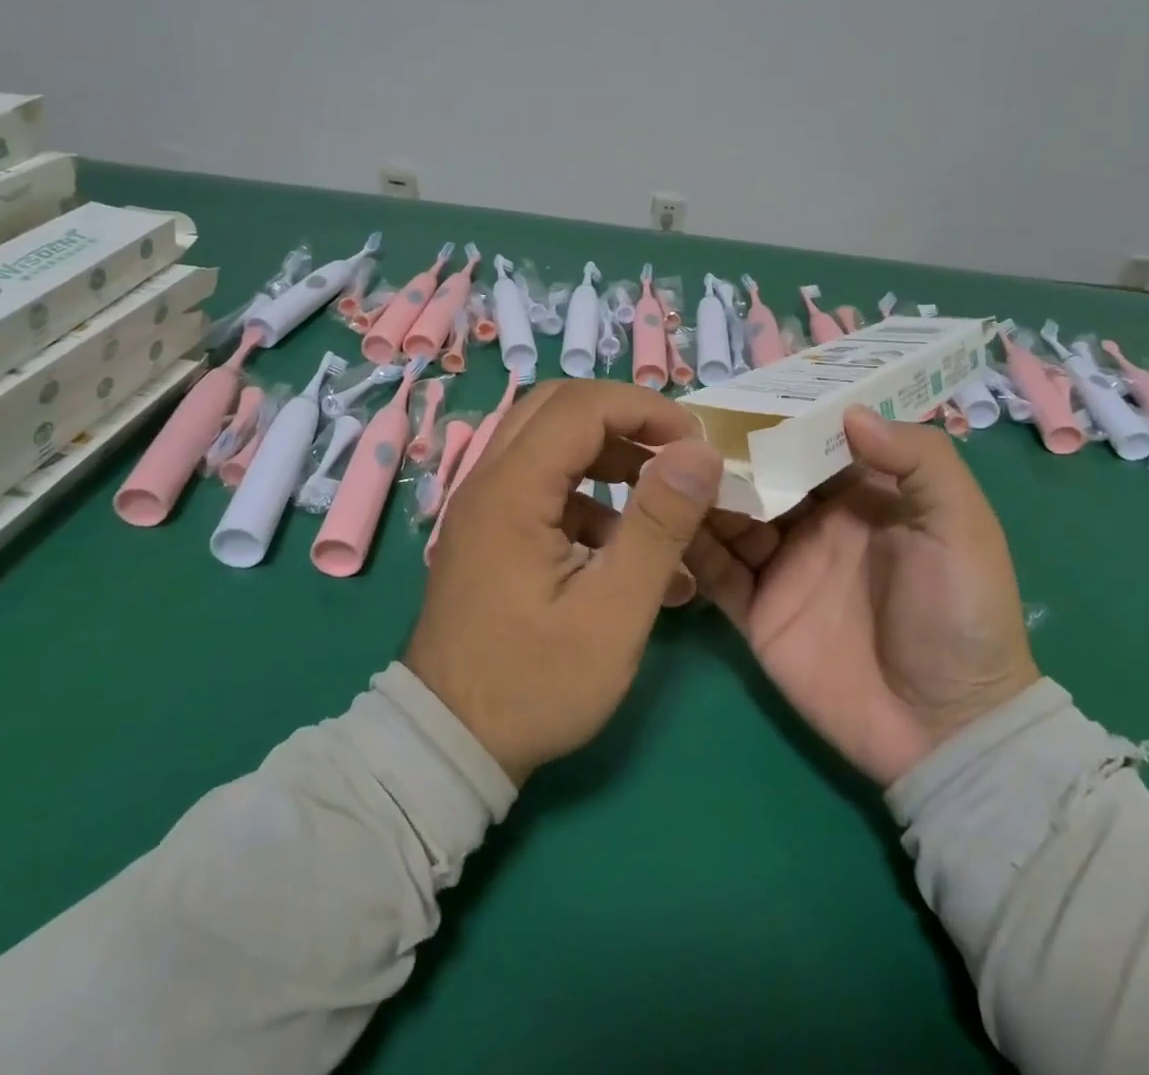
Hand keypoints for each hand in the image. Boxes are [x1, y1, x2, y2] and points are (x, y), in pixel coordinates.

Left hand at [408, 381, 723, 785]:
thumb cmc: (534, 684)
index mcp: (512, 489)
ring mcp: (483, 504)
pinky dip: (586, 492)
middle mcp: (488, 480)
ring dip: (606, 452)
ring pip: (547, 440)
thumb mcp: (613, 613)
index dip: (645, 410)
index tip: (695, 444)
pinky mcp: (489, 530)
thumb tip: (699, 453)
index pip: (581, 406)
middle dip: (624, 419)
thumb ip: (658, 526)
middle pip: (558, 408)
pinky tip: (620, 544)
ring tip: (658, 494)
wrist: (449, 741)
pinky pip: (539, 482)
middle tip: (674, 453)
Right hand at [690, 406, 1037, 785]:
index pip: (807, 442)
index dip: (775, 417)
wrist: (945, 729)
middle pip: (760, 475)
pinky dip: (689, 545)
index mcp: (859, 495)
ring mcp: (781, 567)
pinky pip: (715, 571)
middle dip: (724, 452)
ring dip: (700, 493)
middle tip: (678, 426)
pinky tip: (661, 519)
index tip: (733, 392)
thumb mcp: (962, 528)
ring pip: (728, 517)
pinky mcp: (756, 610)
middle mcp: (814, 523)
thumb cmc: (961, 616)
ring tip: (661, 466)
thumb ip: (920, 461)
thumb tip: (849, 410)